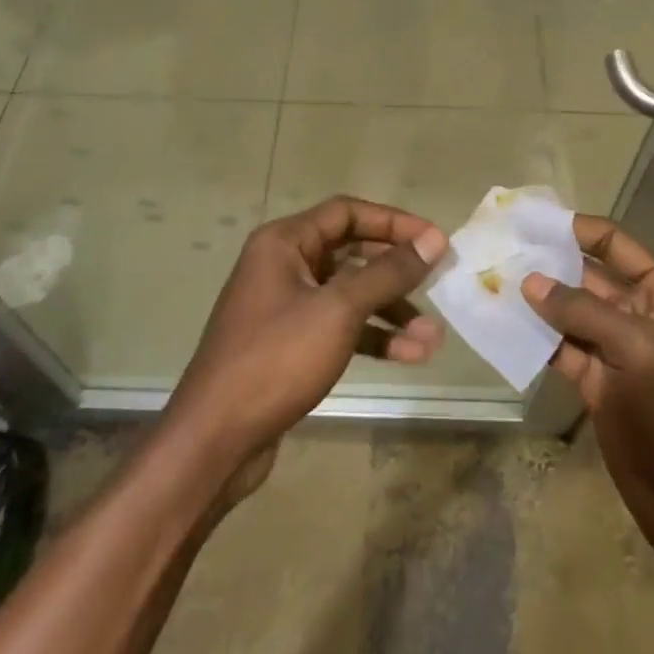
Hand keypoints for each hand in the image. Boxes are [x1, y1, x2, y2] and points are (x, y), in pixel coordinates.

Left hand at [166, 196, 448, 480]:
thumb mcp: (338, 310)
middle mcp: (283, 265)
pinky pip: (340, 326)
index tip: (434, 240)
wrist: (215, 440)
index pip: (347, 213)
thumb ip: (387, 273)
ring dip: (391, 312)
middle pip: (351, 253)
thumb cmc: (276, 359)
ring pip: (350, 295)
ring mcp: (286, 306)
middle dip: (396, 272)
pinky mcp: (291, 344)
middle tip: (438, 283)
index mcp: (284, 242)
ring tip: (433, 338)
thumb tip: (434, 239)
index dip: (393, 222)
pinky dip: (372, 337)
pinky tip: (409, 356)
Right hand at [523, 216, 653, 573]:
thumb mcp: (638, 351)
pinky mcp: (601, 383)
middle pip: (588, 277)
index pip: (614, 245)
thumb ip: (581, 312)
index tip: (528, 220)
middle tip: (497, 250)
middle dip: (547, 265)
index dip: (574, 230)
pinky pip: (564, 350)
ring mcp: (621, 350)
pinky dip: (538, 339)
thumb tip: (529, 280)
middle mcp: (644, 313)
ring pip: (571, 315)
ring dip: (537, 302)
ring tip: (490, 282)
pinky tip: (503, 326)